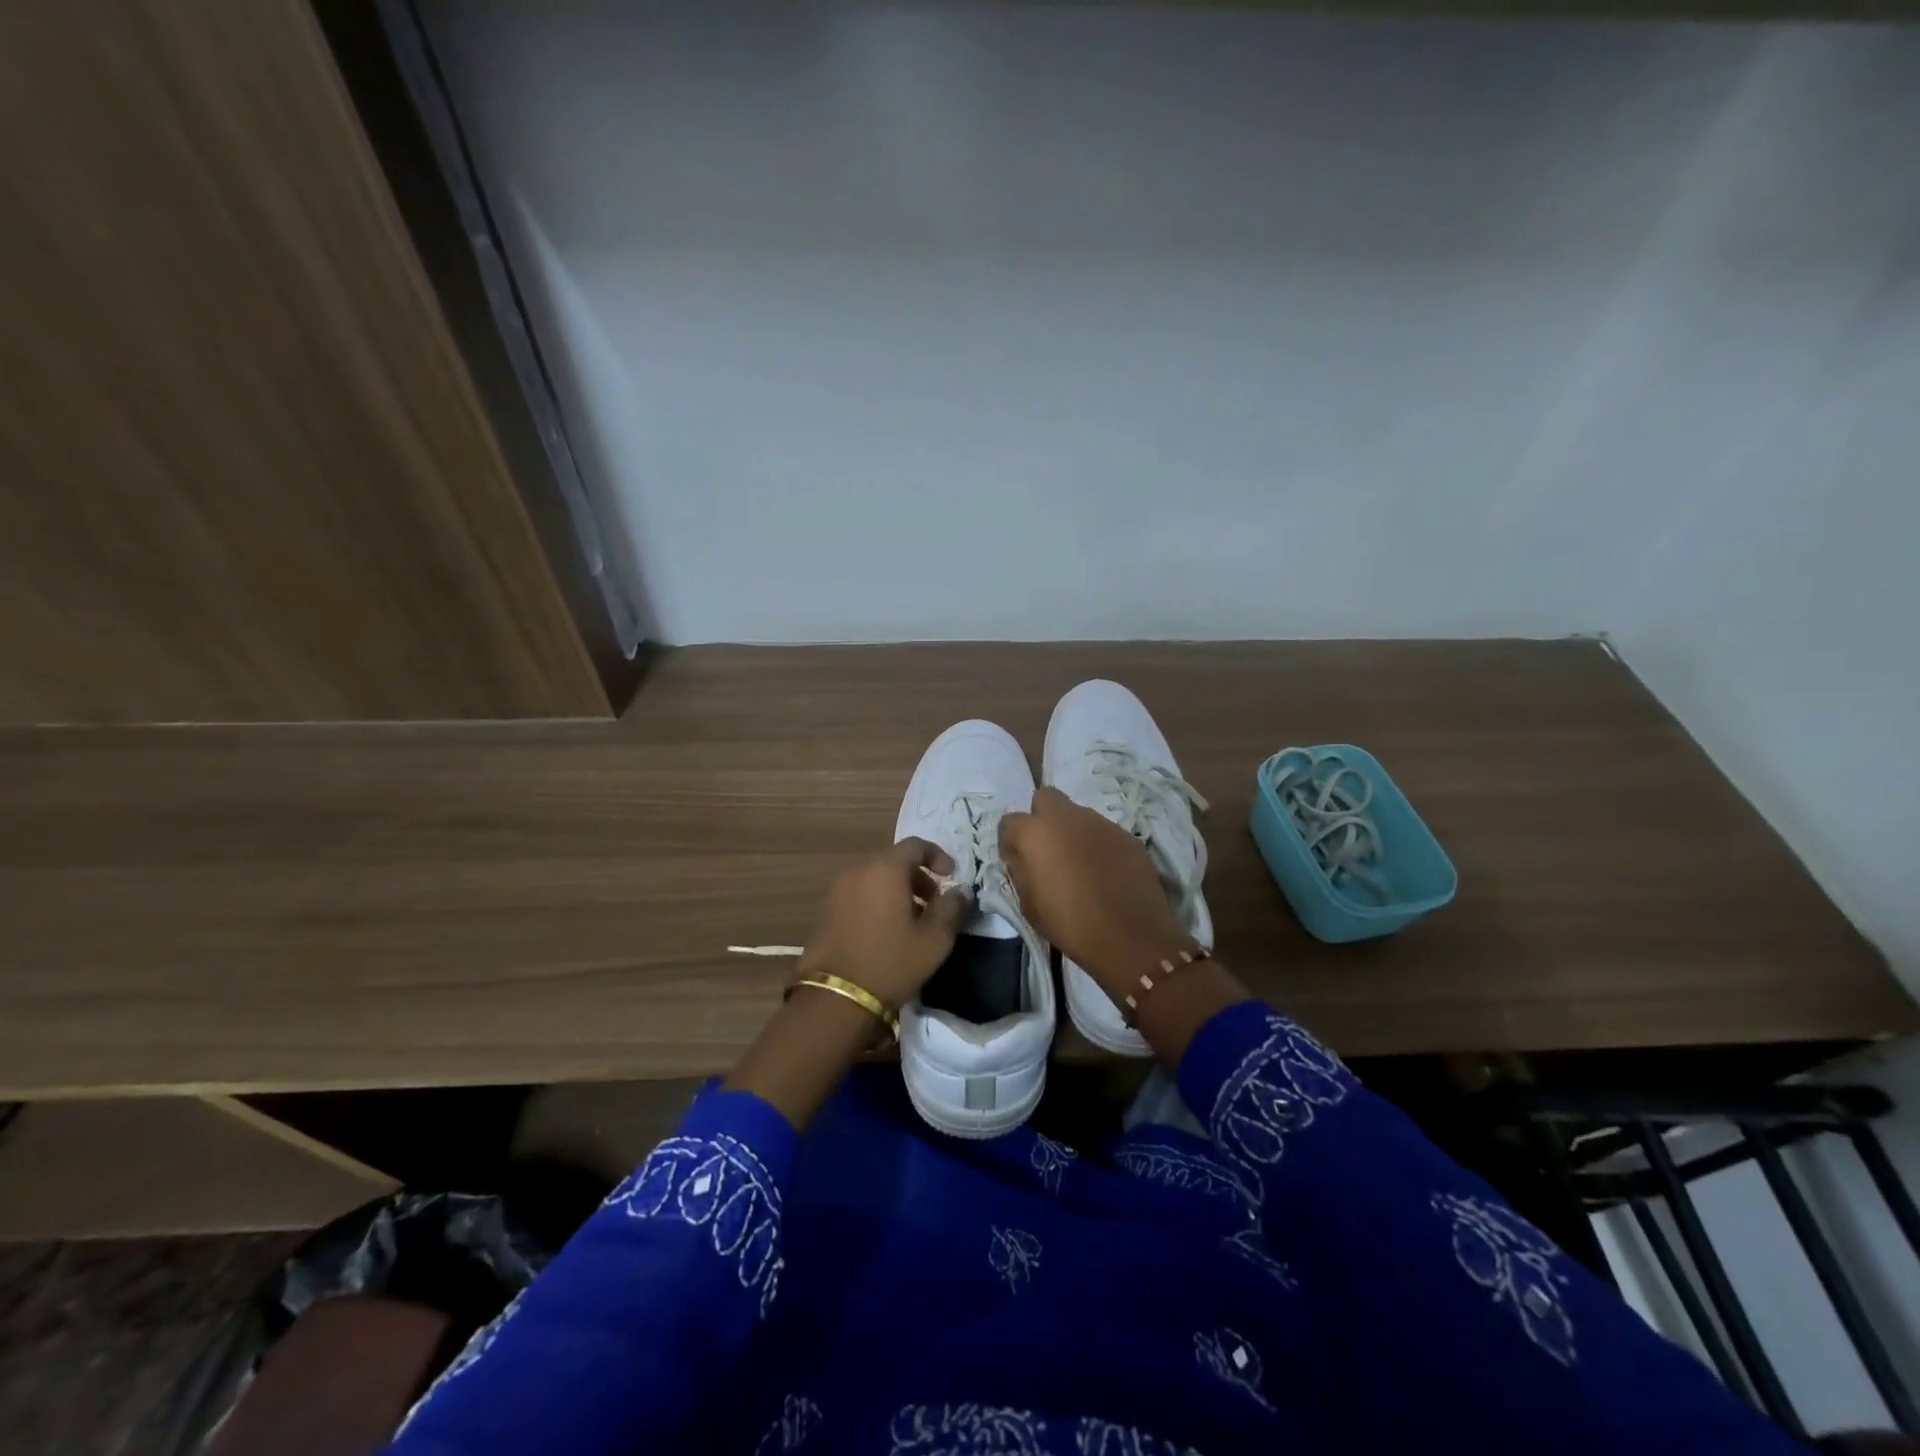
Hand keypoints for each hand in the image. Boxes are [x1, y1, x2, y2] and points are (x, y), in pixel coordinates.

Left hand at [795, 838, 970, 1009]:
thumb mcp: (934, 940)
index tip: (952, 878)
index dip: (938, 856)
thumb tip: (959, 892)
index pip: (915, 845)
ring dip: (897, 892)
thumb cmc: (890, 963)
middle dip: (919, 878)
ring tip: (912, 923)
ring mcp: (837, 892)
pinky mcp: (825, 912)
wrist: (833, 999)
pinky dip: (877, 903)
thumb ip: (951, 909)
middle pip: (894, 862)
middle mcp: (858, 871)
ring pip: (875, 879)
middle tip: (934, 905)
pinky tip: (886, 934)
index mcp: (885, 870)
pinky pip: (859, 895)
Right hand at [999, 787, 1191, 996]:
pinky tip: (1105, 873)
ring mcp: (1101, 823)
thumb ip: (1020, 871)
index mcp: (1036, 832)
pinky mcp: (1127, 835)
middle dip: (1041, 818)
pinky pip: (1103, 832)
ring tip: (1080, 865)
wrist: (1130, 936)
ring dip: (1072, 832)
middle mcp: (1067, 817)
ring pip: (1078, 814)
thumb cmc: (1069, 924)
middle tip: (1048, 850)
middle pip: (1046, 798)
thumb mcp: (1028, 904)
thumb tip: (1022, 857)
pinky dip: (1098, 845)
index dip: (1011, 842)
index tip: (1018, 862)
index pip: (1010, 822)